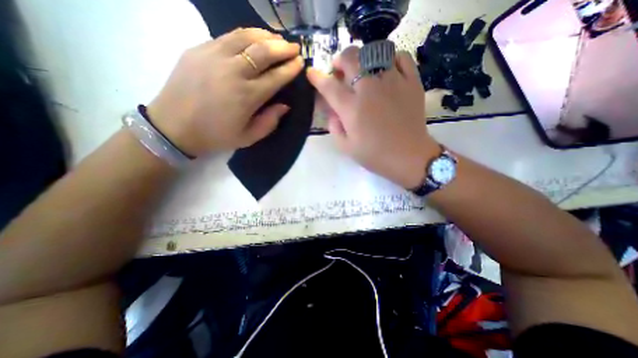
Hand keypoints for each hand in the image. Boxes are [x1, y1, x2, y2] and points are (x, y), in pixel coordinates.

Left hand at [146, 27, 303, 156]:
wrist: (174, 126)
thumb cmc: (216, 135)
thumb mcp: (248, 137)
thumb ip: (270, 122)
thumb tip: (285, 105)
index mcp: (247, 96)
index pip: (276, 77)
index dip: (291, 68)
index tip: (301, 62)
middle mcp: (233, 72)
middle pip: (263, 51)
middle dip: (283, 47)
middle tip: (294, 47)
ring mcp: (214, 56)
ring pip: (246, 37)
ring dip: (266, 36)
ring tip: (277, 39)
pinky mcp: (199, 49)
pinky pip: (228, 36)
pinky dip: (246, 35)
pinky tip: (254, 38)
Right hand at [308, 46, 438, 189]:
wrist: (408, 157)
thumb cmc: (375, 155)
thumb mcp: (346, 147)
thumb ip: (334, 127)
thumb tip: (333, 112)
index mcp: (352, 108)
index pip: (329, 86)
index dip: (317, 77)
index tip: (312, 73)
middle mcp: (370, 89)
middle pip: (351, 59)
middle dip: (340, 60)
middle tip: (339, 70)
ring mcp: (393, 82)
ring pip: (376, 52)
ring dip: (364, 58)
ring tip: (363, 69)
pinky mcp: (412, 82)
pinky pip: (402, 57)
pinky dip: (391, 58)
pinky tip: (387, 69)